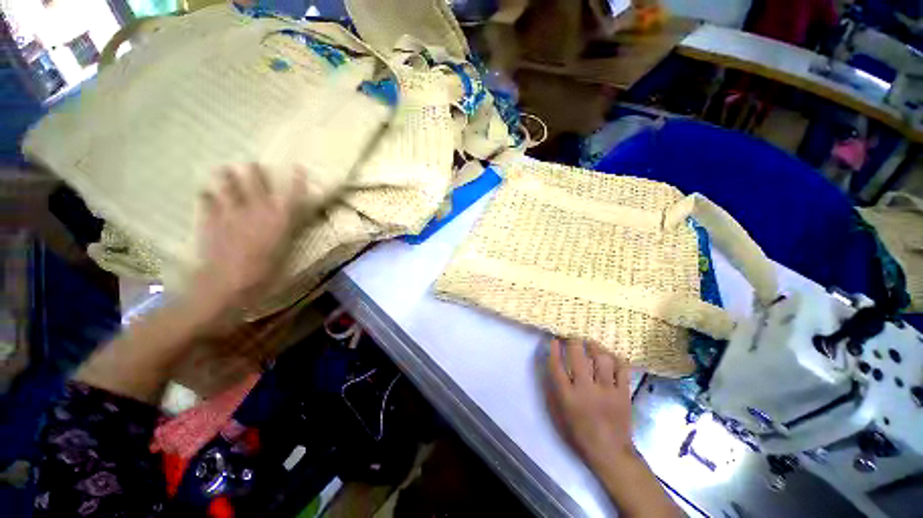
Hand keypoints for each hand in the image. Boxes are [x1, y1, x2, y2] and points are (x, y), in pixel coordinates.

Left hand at [189, 164, 317, 317]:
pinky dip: (207, 198)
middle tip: (251, 163)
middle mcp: (256, 212)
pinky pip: (207, 205)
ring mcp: (230, 215)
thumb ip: (287, 234)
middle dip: (255, 172)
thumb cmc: (265, 274)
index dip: (296, 181)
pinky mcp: (211, 224)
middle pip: (256, 185)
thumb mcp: (286, 254)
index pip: (291, 195)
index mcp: (279, 220)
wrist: (227, 286)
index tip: (298, 167)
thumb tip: (289, 223)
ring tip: (223, 169)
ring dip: (226, 178)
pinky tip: (205, 193)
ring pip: (227, 189)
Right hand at [545, 339, 634, 470]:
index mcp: (567, 396)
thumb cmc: (579, 433)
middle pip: (578, 356)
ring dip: (594, 346)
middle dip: (573, 341)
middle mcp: (586, 389)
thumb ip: (553, 389)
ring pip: (601, 359)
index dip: (554, 349)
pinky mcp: (623, 393)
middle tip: (572, 336)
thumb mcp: (558, 414)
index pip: (557, 365)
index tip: (554, 340)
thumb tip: (552, 366)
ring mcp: (607, 390)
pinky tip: (609, 355)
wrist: (610, 452)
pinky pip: (621, 369)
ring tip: (590, 343)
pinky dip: (615, 359)